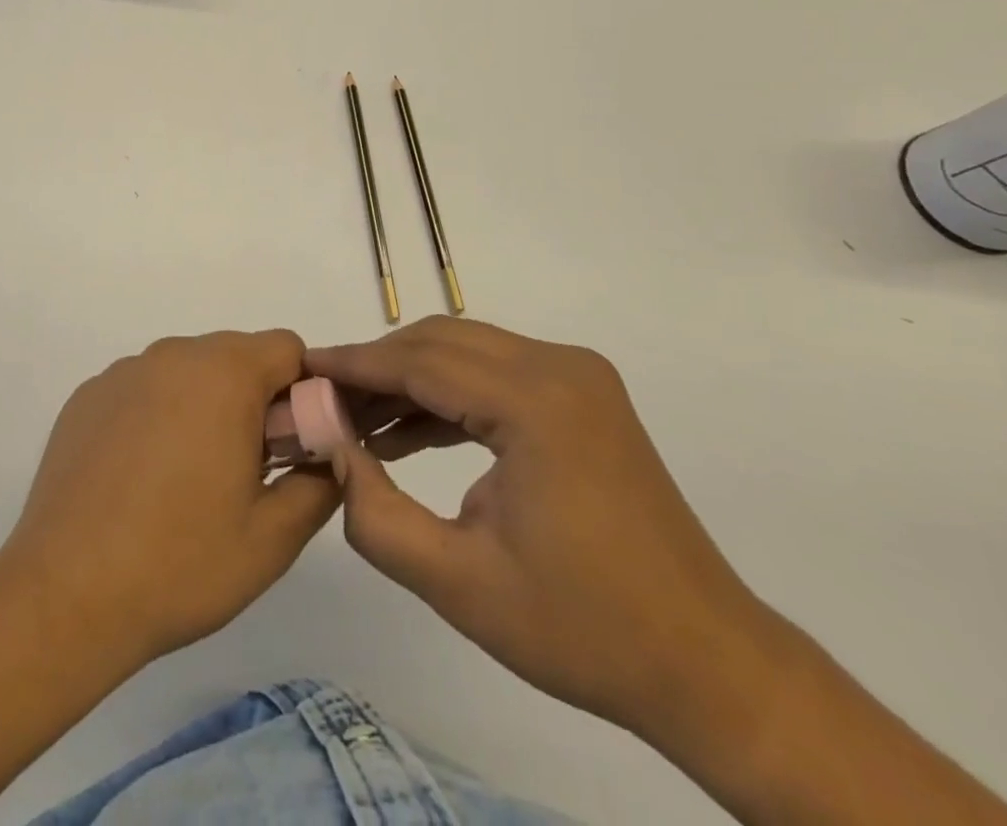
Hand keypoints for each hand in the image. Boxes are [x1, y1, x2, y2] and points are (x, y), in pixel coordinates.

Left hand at [1, 329, 340, 669]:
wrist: (65, 595)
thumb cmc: (180, 563)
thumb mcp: (273, 538)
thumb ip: (319, 484)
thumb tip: (328, 456)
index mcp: (224, 374)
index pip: (286, 349)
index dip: (302, 392)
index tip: (291, 446)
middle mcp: (172, 355)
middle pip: (235, 355)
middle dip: (253, 399)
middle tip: (245, 469)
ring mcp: (123, 373)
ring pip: (187, 370)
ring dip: (204, 405)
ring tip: (188, 479)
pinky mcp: (86, 396)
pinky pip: (142, 388)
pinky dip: (157, 414)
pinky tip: (139, 478)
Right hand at [308, 317, 787, 746]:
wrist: (707, 664)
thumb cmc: (584, 630)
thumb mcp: (459, 584)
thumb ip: (375, 514)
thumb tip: (329, 450)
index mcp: (536, 403)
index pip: (419, 361)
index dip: (353, 365)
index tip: (299, 369)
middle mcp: (559, 368)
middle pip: (440, 342)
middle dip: (375, 367)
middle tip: (321, 400)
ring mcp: (577, 377)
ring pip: (465, 351)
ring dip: (407, 378)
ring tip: (352, 419)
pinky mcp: (581, 395)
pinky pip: (493, 374)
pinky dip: (446, 394)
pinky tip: (404, 431)